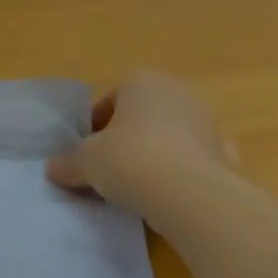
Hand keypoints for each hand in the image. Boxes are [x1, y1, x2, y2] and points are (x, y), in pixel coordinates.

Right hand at [45, 71, 236, 210]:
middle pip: (141, 117)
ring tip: (135, 187)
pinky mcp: (224, 155)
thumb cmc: (129, 160)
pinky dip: (182, 174)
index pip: (109, 101)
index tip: (84, 153)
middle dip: (125, 139)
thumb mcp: (84, 162)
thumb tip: (53, 168)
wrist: (189, 194)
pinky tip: (168, 196)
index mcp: (142, 82)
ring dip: (153, 155)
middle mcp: (178, 93)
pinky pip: (193, 161)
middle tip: (106, 169)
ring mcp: (207, 123)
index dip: (93, 128)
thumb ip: (67, 163)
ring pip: (169, 138)